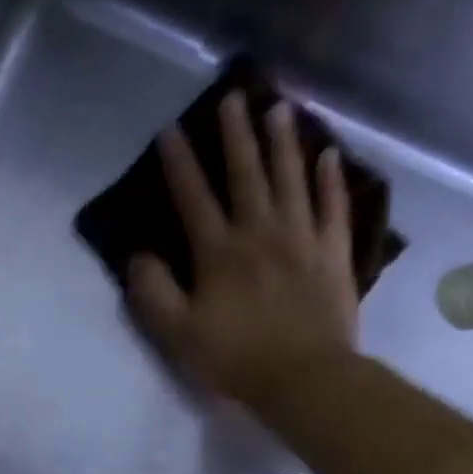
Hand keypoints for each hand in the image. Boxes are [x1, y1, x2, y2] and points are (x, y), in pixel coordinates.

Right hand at [127, 91, 360, 403]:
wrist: (304, 379)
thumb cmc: (235, 358)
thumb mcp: (177, 333)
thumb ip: (153, 293)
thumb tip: (138, 255)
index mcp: (219, 252)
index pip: (194, 198)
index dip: (179, 163)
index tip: (171, 129)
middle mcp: (260, 232)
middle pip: (246, 174)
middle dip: (236, 135)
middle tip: (234, 95)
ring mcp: (302, 239)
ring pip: (291, 180)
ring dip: (283, 142)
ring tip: (279, 108)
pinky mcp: (333, 254)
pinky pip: (333, 208)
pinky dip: (330, 181)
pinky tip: (328, 155)